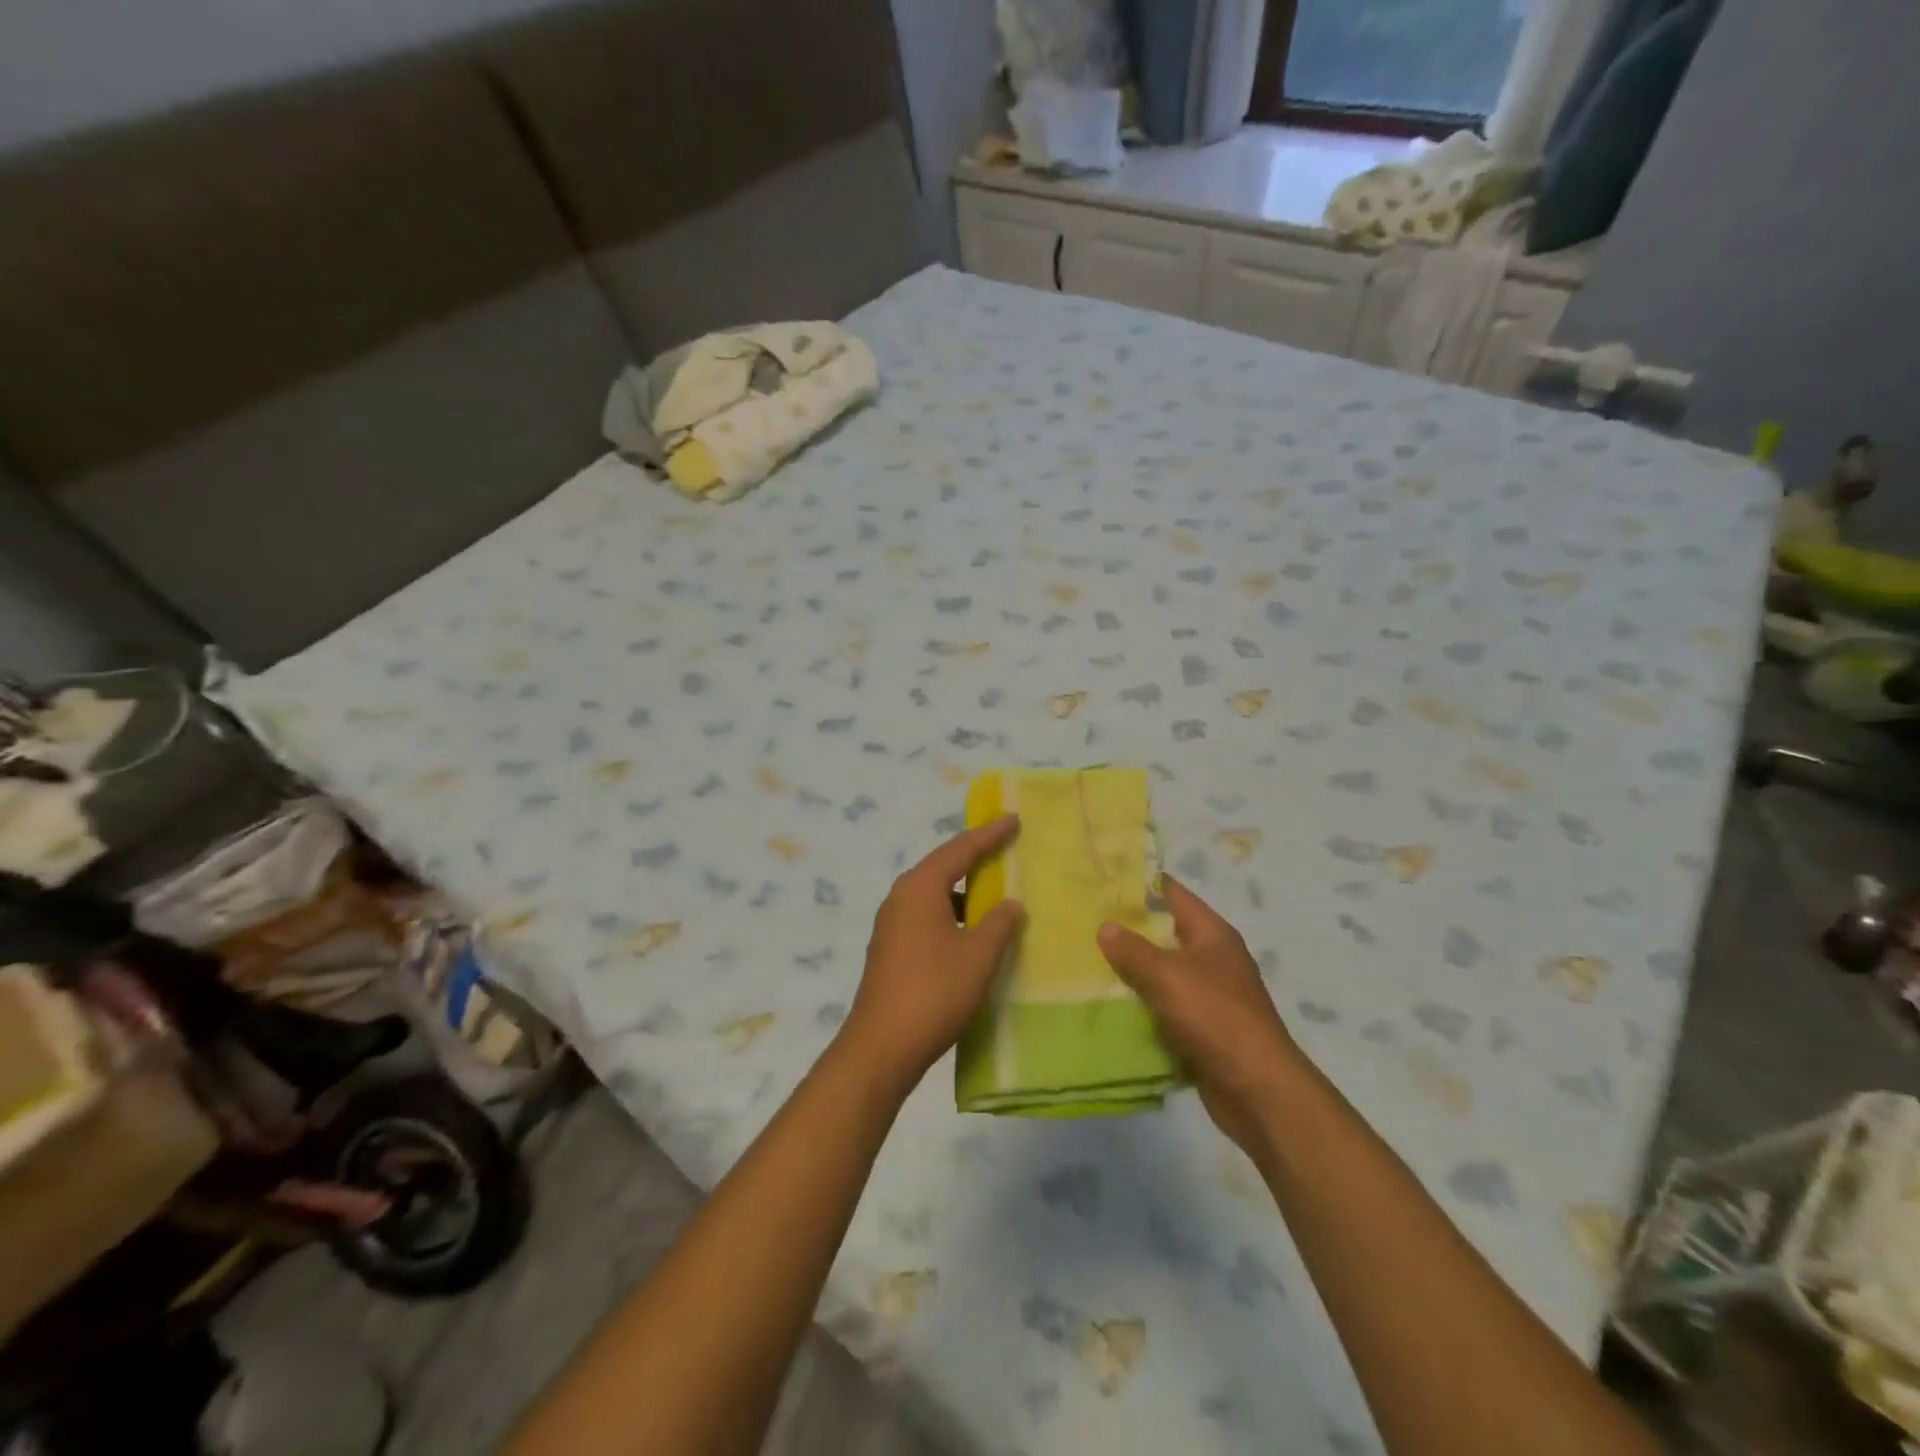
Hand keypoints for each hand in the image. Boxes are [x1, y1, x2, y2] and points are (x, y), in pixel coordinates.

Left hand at [839, 816, 1024, 1091]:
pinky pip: (926, 916)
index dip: (989, 834)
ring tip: (993, 891)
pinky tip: (971, 933)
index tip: (1013, 819)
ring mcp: (891, 925)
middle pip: (943, 866)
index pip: (960, 849)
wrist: (881, 1047)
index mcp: (920, 887)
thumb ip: (999, 923)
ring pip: (934, 894)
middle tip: (1005, 846)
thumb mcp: (978, 955)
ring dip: (963, 890)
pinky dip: (952, 914)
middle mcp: (900, 897)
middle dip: (974, 857)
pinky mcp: (890, 950)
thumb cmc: (934, 992)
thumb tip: (1009, 904)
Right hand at [1097, 877, 1302, 1155]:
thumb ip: (1133, 950)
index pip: (1173, 894)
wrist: (1257, 1090)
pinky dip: (1141, 1008)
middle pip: (1165, 934)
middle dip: (1128, 930)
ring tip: (1086, 962)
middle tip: (1083, 922)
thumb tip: (1106, 927)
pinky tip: (1108, 1007)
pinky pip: (1164, 1009)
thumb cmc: (1215, 1017)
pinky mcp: (1202, 1030)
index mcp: (1212, 935)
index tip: (1102, 880)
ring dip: (1131, 972)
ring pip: (1162, 974)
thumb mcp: (1167, 976)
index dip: (1140, 884)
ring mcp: (1209, 997)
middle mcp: (1213, 960)